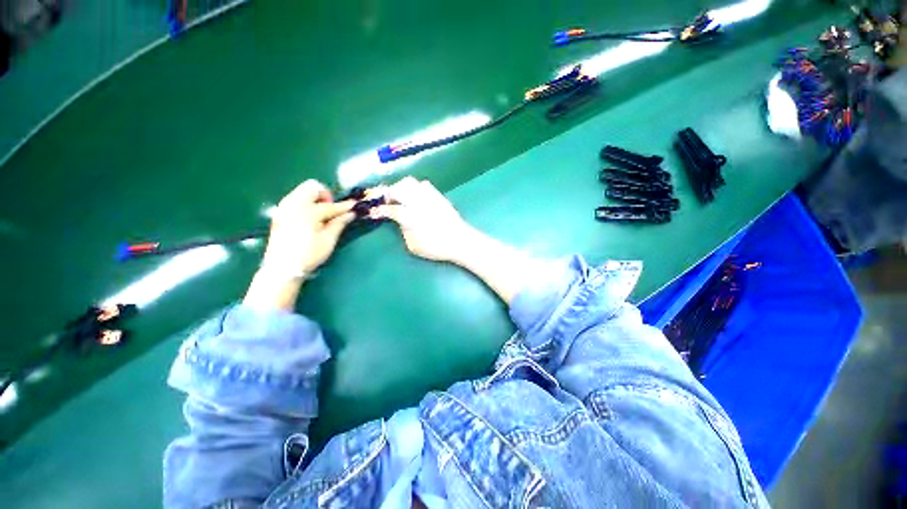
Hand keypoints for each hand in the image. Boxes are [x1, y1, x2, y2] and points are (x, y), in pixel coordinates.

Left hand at [261, 180, 354, 276]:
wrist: (282, 267)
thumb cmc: (309, 255)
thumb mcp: (328, 240)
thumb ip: (339, 224)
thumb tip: (350, 214)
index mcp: (308, 212)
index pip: (331, 206)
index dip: (345, 206)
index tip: (355, 205)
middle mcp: (294, 204)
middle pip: (312, 187)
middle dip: (325, 195)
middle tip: (331, 210)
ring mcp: (284, 207)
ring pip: (302, 191)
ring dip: (315, 198)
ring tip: (322, 215)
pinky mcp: (280, 212)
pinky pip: (295, 198)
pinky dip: (306, 203)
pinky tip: (311, 218)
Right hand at [373, 177, 473, 262]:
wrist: (460, 240)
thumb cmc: (436, 247)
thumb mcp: (413, 245)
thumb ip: (403, 231)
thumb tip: (400, 221)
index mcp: (411, 217)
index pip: (390, 209)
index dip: (379, 210)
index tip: (372, 212)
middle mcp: (418, 202)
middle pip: (397, 189)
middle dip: (388, 193)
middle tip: (386, 202)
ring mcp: (429, 196)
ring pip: (410, 182)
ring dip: (400, 187)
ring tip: (400, 197)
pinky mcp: (438, 195)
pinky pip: (423, 184)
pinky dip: (415, 188)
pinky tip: (415, 196)